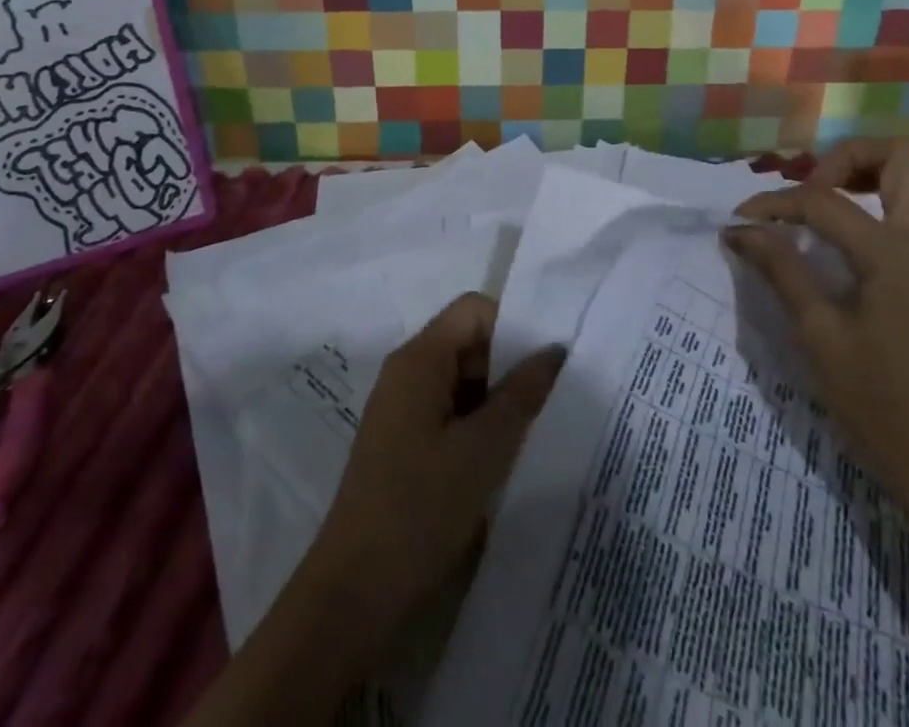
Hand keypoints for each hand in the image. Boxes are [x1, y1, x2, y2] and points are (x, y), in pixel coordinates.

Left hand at [303, 293, 565, 663]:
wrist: (353, 598)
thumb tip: (554, 349)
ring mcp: (403, 411)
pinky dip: (479, 426)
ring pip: (463, 381)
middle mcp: (407, 374)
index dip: (513, 326)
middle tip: (549, 400)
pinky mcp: (405, 445)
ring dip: (497, 400)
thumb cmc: (419, 509)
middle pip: (469, 342)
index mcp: (419, 359)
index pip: (474, 310)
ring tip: (533, 431)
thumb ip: (522, 393)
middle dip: (509, 366)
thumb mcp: (483, 449)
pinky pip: (451, 413)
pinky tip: (504, 458)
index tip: (548, 362)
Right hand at [726, 140, 908, 526]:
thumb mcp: (818, 335)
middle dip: (847, 158)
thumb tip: (739, 230)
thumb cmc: (878, 402)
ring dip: (880, 171)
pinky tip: (859, 228)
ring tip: (836, 197)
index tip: (739, 221)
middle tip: (809, 192)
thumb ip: (780, 269)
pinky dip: (896, 196)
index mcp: (892, 253)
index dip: (774, 204)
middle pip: (900, 156)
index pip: (823, 202)